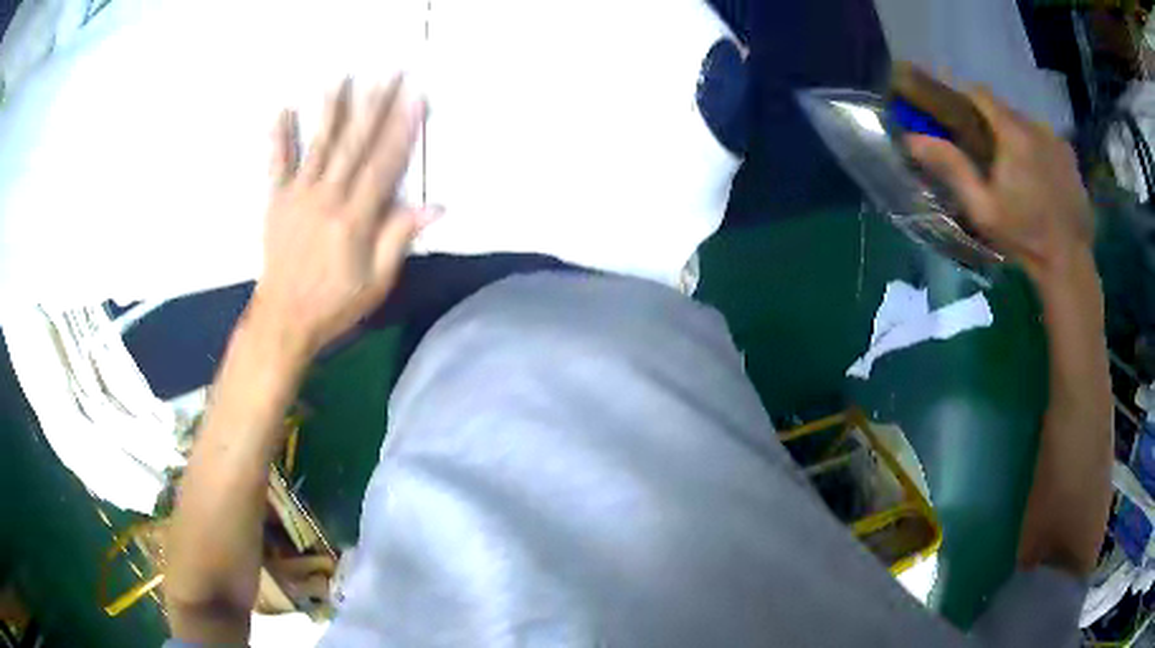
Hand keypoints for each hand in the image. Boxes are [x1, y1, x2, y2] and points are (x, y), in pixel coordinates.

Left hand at [251, 77, 435, 358]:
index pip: (384, 163)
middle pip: (355, 144)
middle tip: (388, 73)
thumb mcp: (377, 281)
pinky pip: (277, 164)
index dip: (402, 129)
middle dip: (374, 105)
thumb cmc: (334, 304)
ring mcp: (298, 196)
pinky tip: (283, 109)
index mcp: (355, 217)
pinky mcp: (276, 201)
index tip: (416, 98)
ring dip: (332, 108)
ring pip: (318, 144)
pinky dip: (279, 136)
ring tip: (341, 77)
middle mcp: (327, 197)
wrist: (283, 319)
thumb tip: (435, 207)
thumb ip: (399, 239)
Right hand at [906, 88, 1093, 284]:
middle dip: (990, 121)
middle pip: (1004, 109)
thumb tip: (912, 138)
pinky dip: (1037, 148)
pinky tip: (1038, 175)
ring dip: (1015, 136)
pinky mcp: (1070, 155)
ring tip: (1015, 167)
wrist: (1068, 263)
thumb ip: (952, 168)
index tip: (950, 107)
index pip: (979, 93)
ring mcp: (1056, 139)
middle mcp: (1035, 125)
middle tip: (984, 148)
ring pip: (1026, 124)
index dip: (961, 94)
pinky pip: (1045, 139)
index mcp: (1012, 133)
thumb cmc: (1024, 237)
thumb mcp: (982, 208)